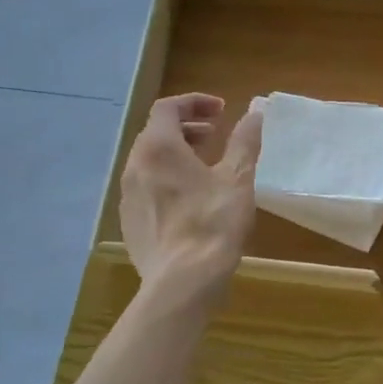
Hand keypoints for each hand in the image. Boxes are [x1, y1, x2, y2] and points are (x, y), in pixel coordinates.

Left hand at [119, 94, 262, 302]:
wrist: (182, 281)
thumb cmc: (213, 223)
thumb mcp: (238, 179)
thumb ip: (244, 142)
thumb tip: (255, 112)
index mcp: (158, 147)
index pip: (168, 107)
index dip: (194, 102)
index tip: (221, 111)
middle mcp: (135, 165)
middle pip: (156, 132)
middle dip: (187, 127)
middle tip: (215, 134)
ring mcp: (127, 195)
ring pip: (149, 161)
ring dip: (176, 153)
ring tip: (204, 167)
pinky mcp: (129, 221)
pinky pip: (146, 187)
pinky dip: (166, 179)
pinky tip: (190, 200)